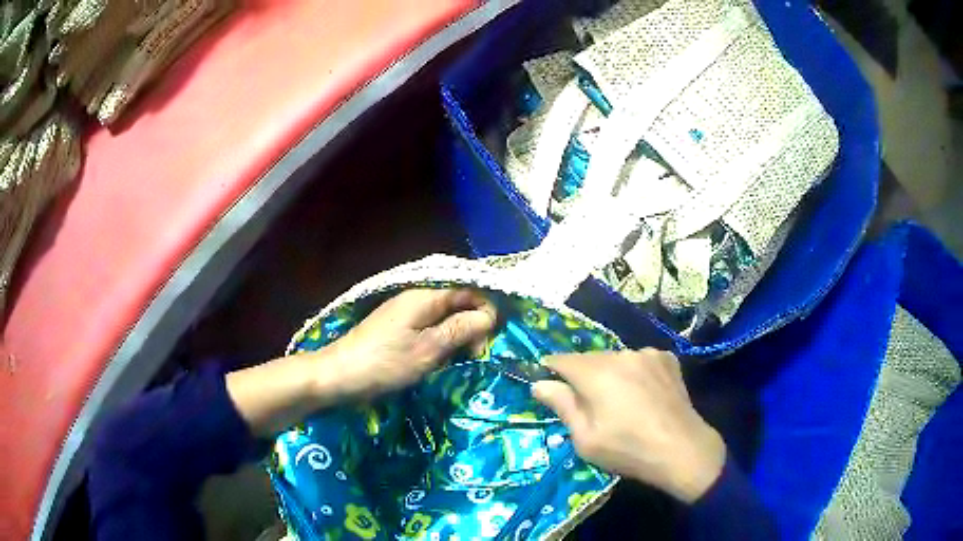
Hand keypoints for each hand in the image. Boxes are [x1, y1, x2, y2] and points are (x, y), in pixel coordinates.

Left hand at [227, 288, 495, 436]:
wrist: (338, 376)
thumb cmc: (385, 363)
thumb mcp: (428, 350)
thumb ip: (461, 329)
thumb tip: (491, 315)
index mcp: (425, 296)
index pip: (469, 291)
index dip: (486, 311)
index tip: (489, 341)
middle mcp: (416, 297)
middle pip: (458, 303)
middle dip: (472, 326)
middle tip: (473, 356)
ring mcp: (405, 313)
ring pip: (444, 317)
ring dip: (457, 336)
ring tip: (459, 360)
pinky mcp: (397, 328)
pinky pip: (429, 328)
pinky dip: (440, 342)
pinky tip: (440, 360)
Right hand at [533, 350, 724, 502]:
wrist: (682, 450)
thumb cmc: (628, 449)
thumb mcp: (585, 438)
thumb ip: (562, 406)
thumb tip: (539, 383)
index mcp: (597, 373)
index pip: (562, 360)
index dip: (551, 369)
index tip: (547, 383)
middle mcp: (622, 355)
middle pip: (590, 359)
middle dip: (582, 376)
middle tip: (586, 403)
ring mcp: (648, 354)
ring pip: (616, 359)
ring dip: (610, 373)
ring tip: (619, 401)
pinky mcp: (667, 359)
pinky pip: (640, 360)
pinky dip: (634, 372)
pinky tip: (642, 393)